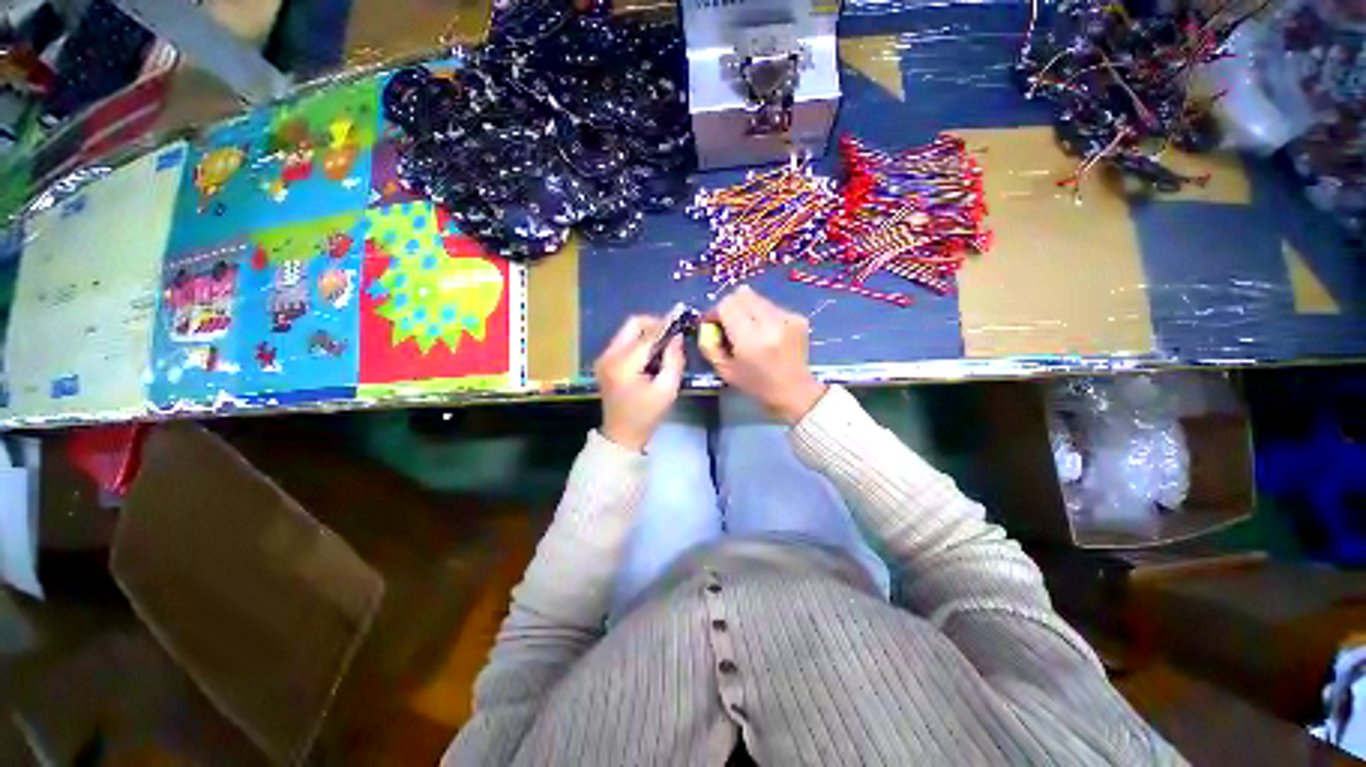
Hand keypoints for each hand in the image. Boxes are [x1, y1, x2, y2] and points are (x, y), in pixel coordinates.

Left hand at [594, 315, 684, 451]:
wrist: (621, 434)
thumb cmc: (647, 415)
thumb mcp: (667, 390)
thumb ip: (674, 360)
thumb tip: (677, 336)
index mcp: (624, 365)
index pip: (648, 335)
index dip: (666, 324)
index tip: (682, 314)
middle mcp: (609, 355)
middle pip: (633, 324)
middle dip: (655, 324)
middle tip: (672, 334)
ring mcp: (603, 357)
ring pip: (627, 330)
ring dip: (647, 332)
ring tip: (663, 345)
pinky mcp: (604, 360)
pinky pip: (623, 340)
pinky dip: (639, 341)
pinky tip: (650, 354)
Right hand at [699, 286, 826, 423]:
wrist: (794, 391)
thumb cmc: (756, 385)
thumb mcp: (725, 371)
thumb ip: (710, 346)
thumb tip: (705, 324)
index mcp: (750, 339)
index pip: (727, 305)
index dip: (715, 311)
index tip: (712, 323)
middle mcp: (770, 323)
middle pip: (742, 295)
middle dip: (730, 306)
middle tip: (727, 323)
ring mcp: (787, 317)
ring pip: (756, 298)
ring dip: (746, 309)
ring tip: (747, 330)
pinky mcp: (797, 316)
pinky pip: (771, 305)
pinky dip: (762, 314)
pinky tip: (765, 333)